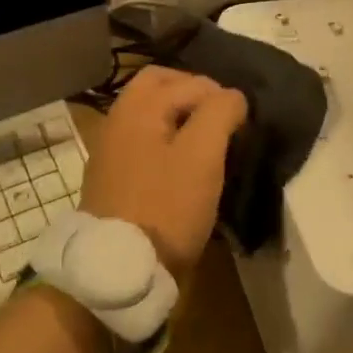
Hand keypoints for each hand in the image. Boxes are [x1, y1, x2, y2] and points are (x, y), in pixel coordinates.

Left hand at [79, 67, 247, 276]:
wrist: (120, 270)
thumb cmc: (166, 206)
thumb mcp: (202, 155)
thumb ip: (219, 113)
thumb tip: (232, 96)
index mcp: (136, 108)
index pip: (189, 82)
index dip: (221, 97)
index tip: (241, 125)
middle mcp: (118, 121)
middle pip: (159, 87)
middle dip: (194, 94)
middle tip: (222, 119)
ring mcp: (111, 151)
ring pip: (150, 115)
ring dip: (180, 118)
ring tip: (209, 143)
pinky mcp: (114, 179)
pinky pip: (144, 142)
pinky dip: (167, 141)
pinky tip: (185, 167)